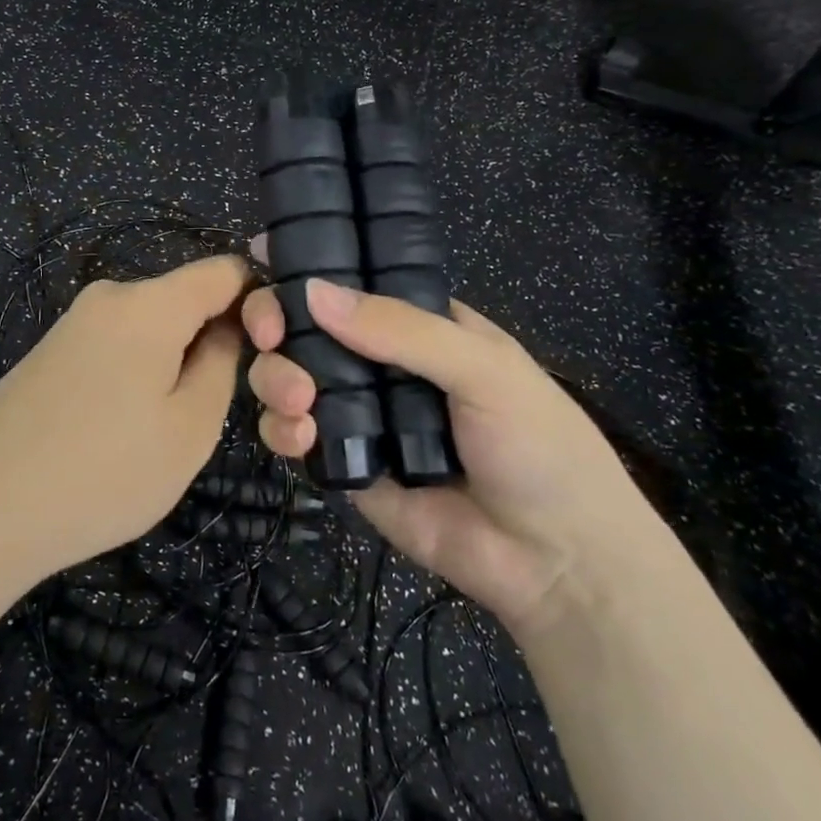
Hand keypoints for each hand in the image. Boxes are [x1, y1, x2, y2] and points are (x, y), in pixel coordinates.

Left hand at [0, 256, 249, 634]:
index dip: (257, 302)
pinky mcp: (49, 351)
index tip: (270, 352)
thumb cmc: (103, 472)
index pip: (224, 270)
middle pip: (185, 300)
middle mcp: (108, 296)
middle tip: (211, 411)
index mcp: (149, 303)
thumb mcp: (190, 429)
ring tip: (163, 430)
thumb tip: (227, 329)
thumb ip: (222, 365)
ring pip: (150, 328)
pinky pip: (115, 346)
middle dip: (211, 341)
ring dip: (172, 364)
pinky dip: (135, 374)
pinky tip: (121, 430)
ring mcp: (73, 322)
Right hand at [243, 262, 663, 637]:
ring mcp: (361, 415)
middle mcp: (383, 363)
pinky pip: (296, 436)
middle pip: (309, 328)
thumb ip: (401, 328)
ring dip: (276, 378)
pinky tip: (300, 437)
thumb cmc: (538, 445)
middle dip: (278, 324)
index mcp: (421, 325)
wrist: (557, 563)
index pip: (355, 282)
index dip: (310, 268)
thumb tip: (313, 291)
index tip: (263, 257)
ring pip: (291, 378)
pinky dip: (282, 431)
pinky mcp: (345, 466)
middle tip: (270, 335)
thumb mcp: (483, 369)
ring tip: (297, 400)